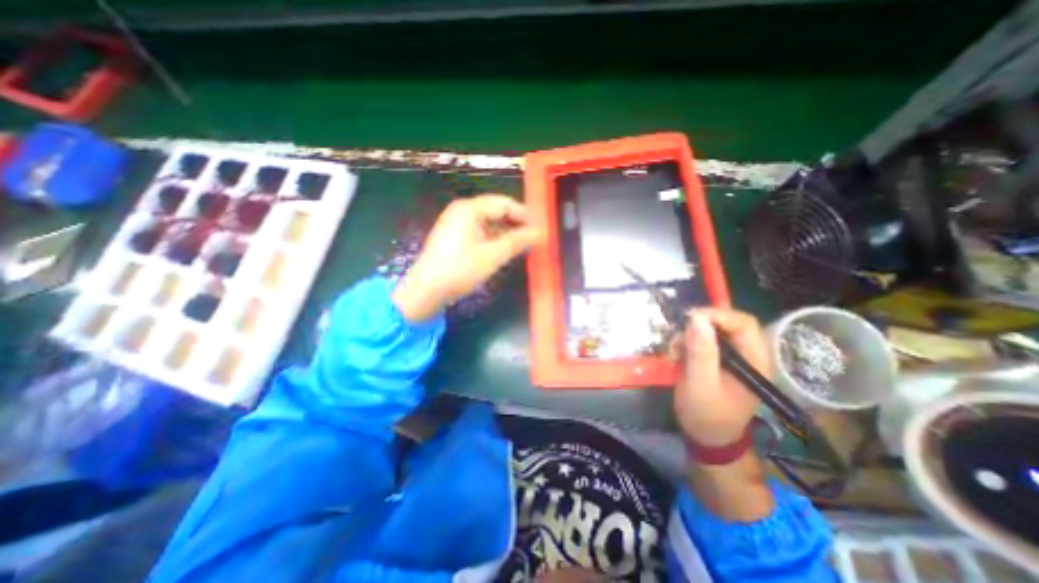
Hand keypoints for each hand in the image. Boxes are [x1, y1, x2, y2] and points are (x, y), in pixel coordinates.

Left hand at [393, 196, 543, 322]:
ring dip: (506, 232)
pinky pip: (480, 231)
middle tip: (534, 237)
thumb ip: (516, 242)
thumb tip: (538, 232)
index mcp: (469, 209)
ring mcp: (456, 223)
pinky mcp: (454, 236)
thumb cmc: (459, 270)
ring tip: (523, 244)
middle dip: (515, 223)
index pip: (503, 203)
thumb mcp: (492, 256)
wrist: (426, 291)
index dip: (524, 214)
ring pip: (488, 222)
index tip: (540, 227)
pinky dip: (494, 238)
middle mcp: (462, 210)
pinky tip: (505, 248)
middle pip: (496, 210)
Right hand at [674, 309, 769, 446]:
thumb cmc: (707, 415)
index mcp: (755, 362)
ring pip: (713, 331)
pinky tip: (676, 354)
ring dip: (690, 335)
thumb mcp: (701, 384)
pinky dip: (687, 343)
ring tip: (675, 350)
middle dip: (701, 325)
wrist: (706, 437)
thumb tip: (697, 317)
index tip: (690, 318)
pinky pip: (703, 341)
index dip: (718, 315)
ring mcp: (732, 358)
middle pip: (728, 324)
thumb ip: (701, 352)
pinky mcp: (718, 360)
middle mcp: (748, 355)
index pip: (744, 324)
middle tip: (679, 334)